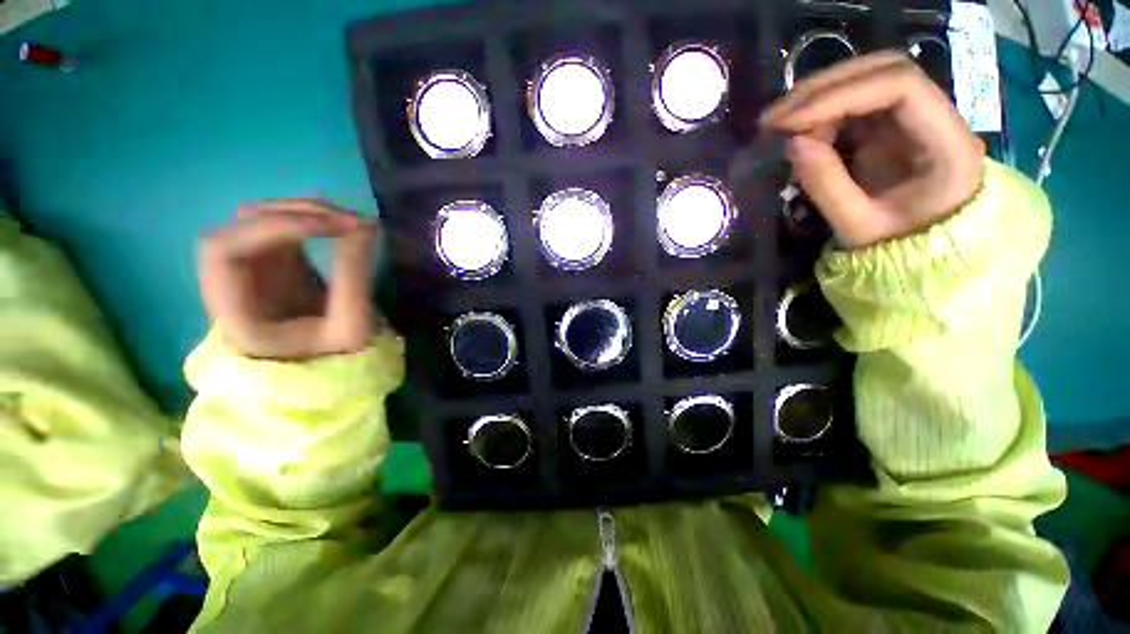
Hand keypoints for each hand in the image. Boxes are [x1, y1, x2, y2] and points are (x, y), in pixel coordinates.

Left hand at [199, 200, 379, 359]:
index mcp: (231, 310)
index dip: (273, 228)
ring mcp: (249, 265)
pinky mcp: (271, 259)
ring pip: (263, 217)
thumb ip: (354, 278)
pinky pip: (282, 225)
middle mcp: (228, 280)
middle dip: (298, 215)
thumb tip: (366, 227)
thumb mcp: (351, 327)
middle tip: (352, 222)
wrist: (330, 365)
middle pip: (244, 224)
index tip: (332, 228)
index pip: (224, 249)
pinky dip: (311, 218)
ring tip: (352, 221)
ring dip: (306, 212)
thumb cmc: (336, 358)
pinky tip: (340, 224)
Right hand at [760, 52, 984, 247]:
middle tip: (775, 118)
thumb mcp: (858, 228)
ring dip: (819, 98)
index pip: (900, 86)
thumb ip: (826, 185)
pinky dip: (821, 114)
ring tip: (779, 127)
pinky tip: (799, 134)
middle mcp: (936, 117)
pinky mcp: (892, 129)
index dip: (841, 96)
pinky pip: (855, 105)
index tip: (790, 123)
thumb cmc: (898, 249)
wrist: (921, 259)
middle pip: (884, 71)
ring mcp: (913, 119)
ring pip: (868, 80)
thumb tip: (791, 143)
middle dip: (824, 89)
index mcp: (947, 143)